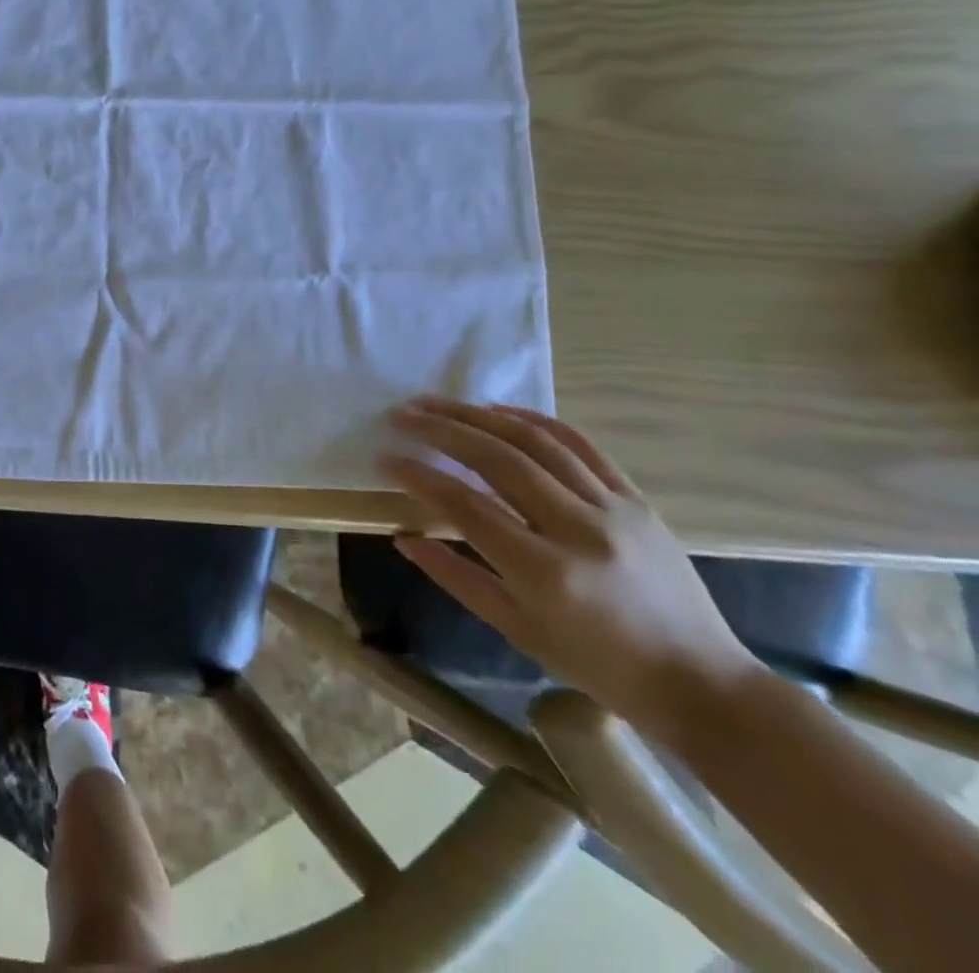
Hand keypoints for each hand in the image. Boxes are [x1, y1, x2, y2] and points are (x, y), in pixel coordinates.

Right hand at [378, 397, 763, 734]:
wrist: (703, 685)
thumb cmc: (598, 666)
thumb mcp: (517, 630)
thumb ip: (455, 577)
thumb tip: (402, 537)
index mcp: (545, 573)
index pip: (466, 506)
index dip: (419, 477)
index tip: (385, 459)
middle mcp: (579, 531)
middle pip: (499, 461)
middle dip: (443, 430)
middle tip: (402, 415)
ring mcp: (614, 510)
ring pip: (537, 443)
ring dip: (480, 416)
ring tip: (439, 404)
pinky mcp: (637, 501)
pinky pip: (583, 447)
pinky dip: (537, 421)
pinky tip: (500, 410)